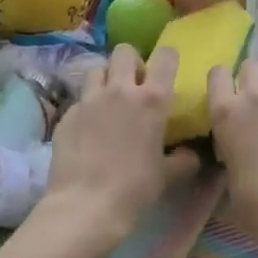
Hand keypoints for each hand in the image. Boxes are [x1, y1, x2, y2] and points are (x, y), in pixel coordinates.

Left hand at [39, 45, 197, 245]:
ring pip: (98, 69)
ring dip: (107, 79)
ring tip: (110, 101)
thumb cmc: (135, 188)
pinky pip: (80, 99)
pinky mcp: (67, 115)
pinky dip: (88, 107)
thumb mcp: (167, 175)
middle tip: (136, 85)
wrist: (86, 205)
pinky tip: (90, 130)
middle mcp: (120, 90)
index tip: (167, 71)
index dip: (168, 58)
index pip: (165, 57)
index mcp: (152, 99)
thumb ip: (183, 159)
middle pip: (124, 52)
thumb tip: (190, 155)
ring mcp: (89, 100)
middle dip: (132, 62)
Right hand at [207, 62, 257, 256]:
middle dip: (251, 78)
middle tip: (255, 102)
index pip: (217, 74)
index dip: (221, 81)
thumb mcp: (228, 174)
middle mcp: (255, 99)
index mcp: (226, 113)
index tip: (225, 93)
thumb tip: (235, 151)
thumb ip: (230, 152)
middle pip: (251, 66)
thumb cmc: (253, 201)